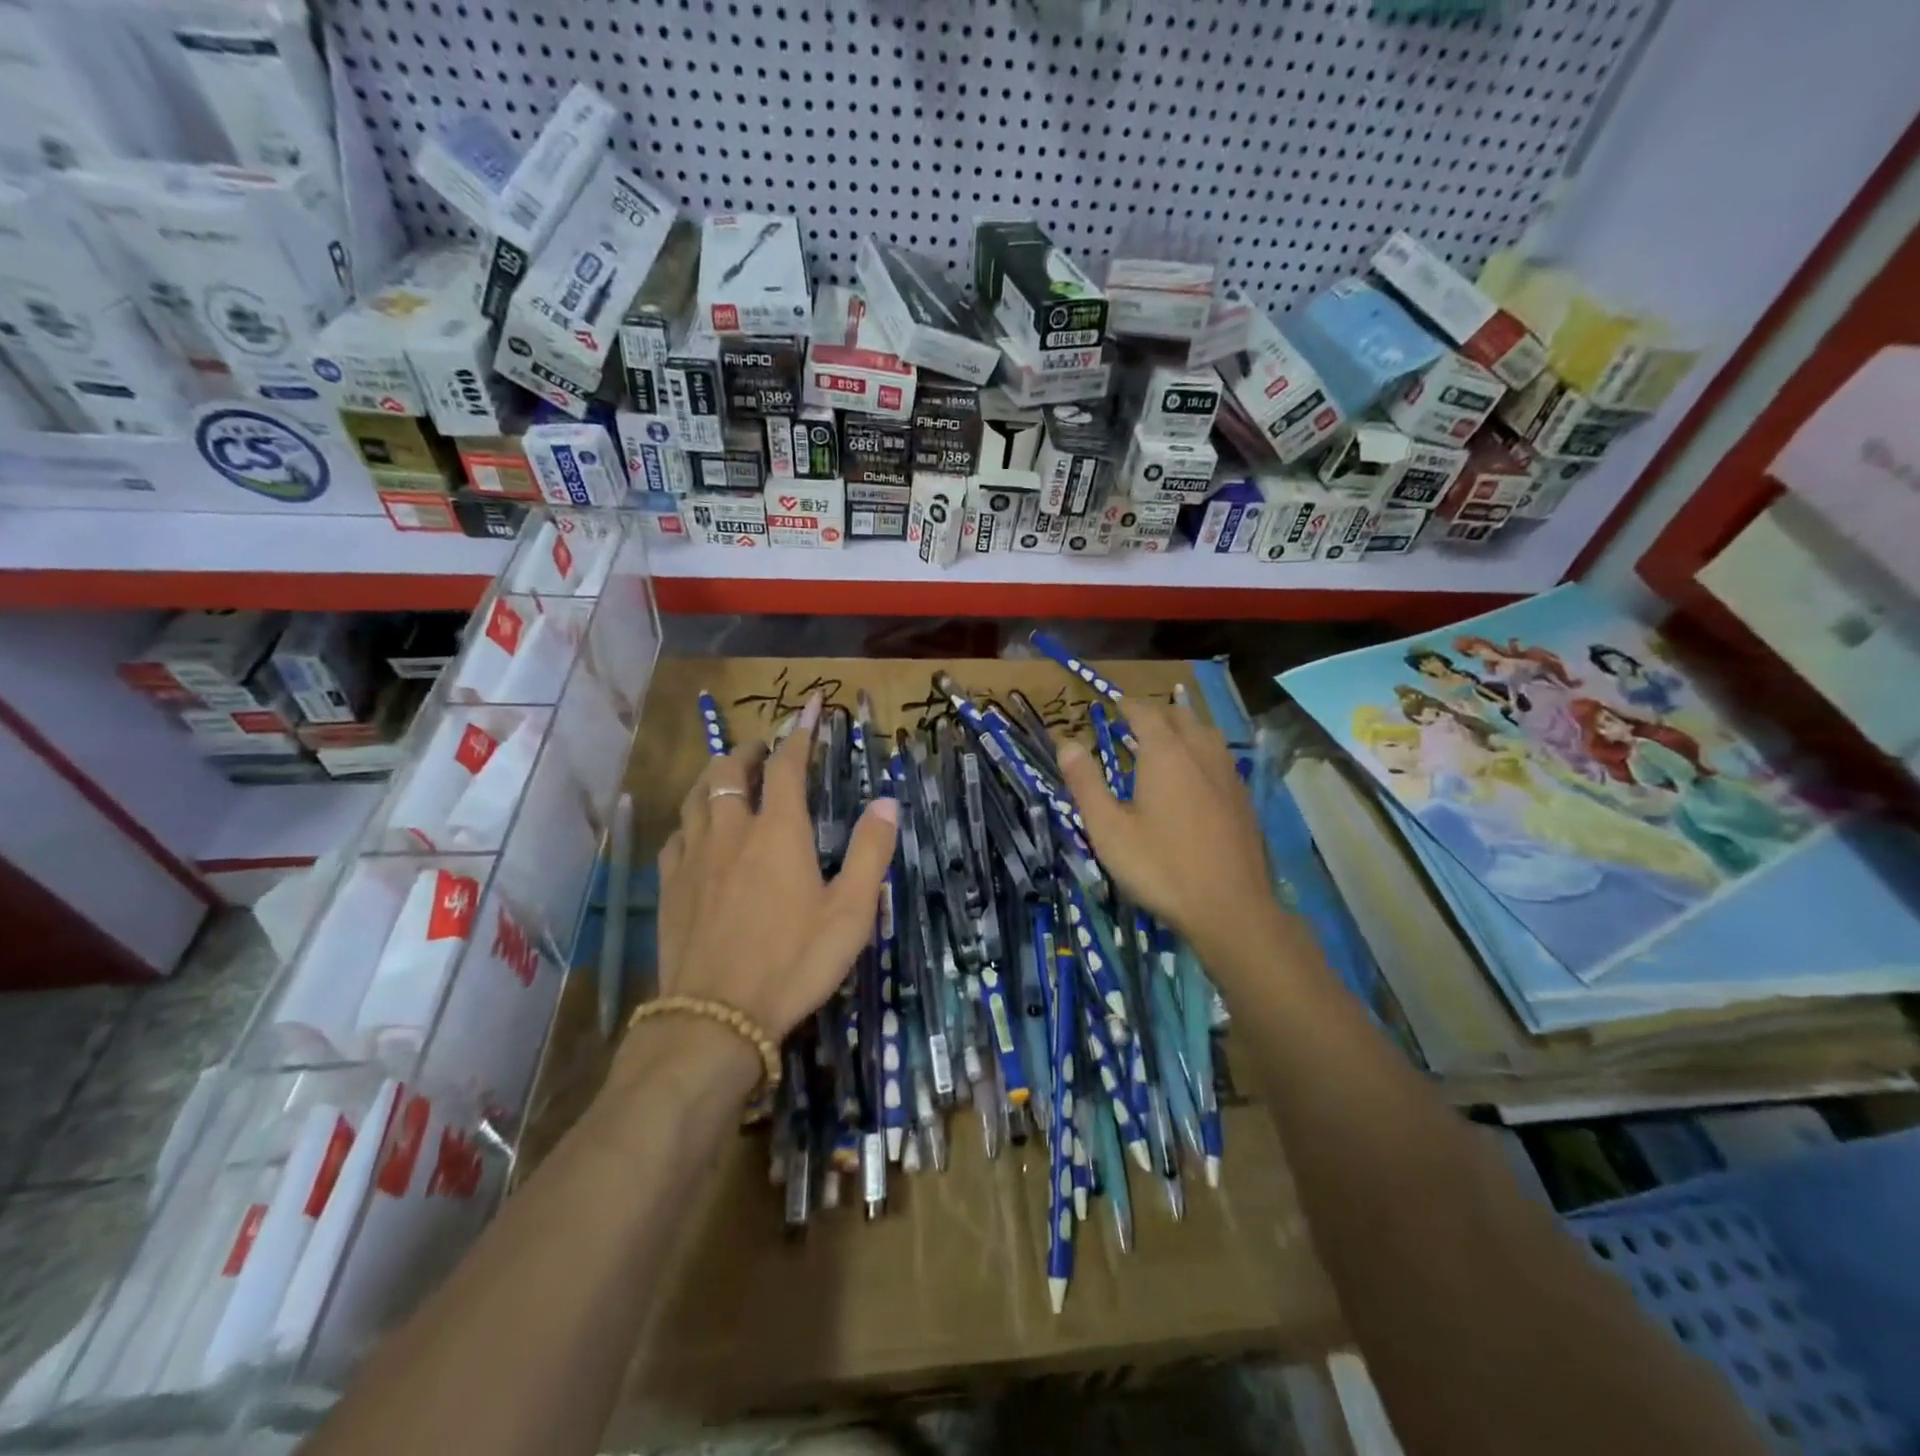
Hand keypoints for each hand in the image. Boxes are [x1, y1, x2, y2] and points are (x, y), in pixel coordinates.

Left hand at [653, 693, 897, 1041]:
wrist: (715, 1017)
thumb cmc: (794, 961)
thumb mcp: (851, 912)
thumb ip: (869, 852)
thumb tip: (887, 801)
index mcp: (778, 832)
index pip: (789, 764)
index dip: (802, 731)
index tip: (811, 705)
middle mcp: (732, 831)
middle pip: (731, 771)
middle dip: (750, 750)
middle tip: (765, 746)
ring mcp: (693, 857)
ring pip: (696, 796)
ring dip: (714, 775)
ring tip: (728, 775)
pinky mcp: (669, 886)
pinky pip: (676, 835)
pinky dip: (691, 818)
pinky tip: (695, 831)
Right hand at [1059, 700, 1271, 958]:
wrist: (1230, 908)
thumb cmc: (1160, 867)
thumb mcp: (1109, 830)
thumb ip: (1086, 784)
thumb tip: (1066, 743)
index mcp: (1164, 754)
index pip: (1145, 713)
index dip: (1128, 705)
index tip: (1114, 704)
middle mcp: (1200, 753)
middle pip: (1180, 716)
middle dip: (1157, 713)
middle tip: (1136, 721)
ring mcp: (1228, 774)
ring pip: (1206, 733)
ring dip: (1184, 727)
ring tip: (1167, 738)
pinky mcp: (1244, 798)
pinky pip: (1221, 756)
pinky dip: (1202, 750)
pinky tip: (1196, 773)